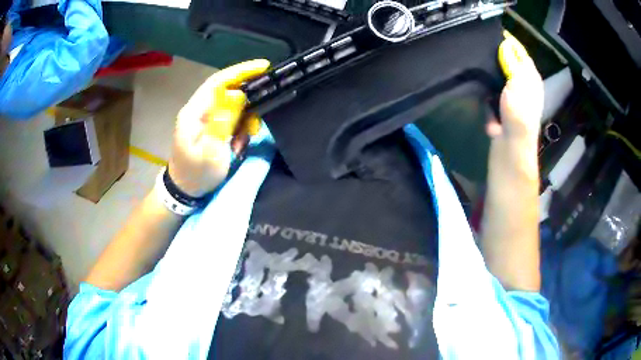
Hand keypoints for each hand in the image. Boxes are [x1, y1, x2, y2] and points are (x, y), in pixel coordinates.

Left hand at [168, 59, 269, 196]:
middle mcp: (199, 110)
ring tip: (249, 135)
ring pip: (232, 105)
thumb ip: (223, 121)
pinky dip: (240, 127)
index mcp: (194, 111)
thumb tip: (238, 94)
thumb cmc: (196, 174)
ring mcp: (205, 118)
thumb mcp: (211, 151)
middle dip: (248, 99)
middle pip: (227, 90)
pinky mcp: (211, 127)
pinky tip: (239, 142)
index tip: (264, 66)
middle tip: (264, 109)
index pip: (218, 81)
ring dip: (245, 117)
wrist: (185, 191)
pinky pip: (231, 119)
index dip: (241, 71)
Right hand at [487, 31, 543, 139]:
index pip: (521, 53)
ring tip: (481, 69)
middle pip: (510, 64)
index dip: (510, 43)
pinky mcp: (503, 109)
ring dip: (491, 76)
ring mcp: (513, 98)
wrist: (511, 148)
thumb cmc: (517, 114)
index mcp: (532, 79)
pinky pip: (493, 94)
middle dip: (498, 57)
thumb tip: (506, 45)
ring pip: (500, 78)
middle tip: (483, 49)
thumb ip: (512, 63)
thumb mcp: (517, 83)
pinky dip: (489, 94)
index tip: (494, 33)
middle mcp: (524, 86)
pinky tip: (485, 95)